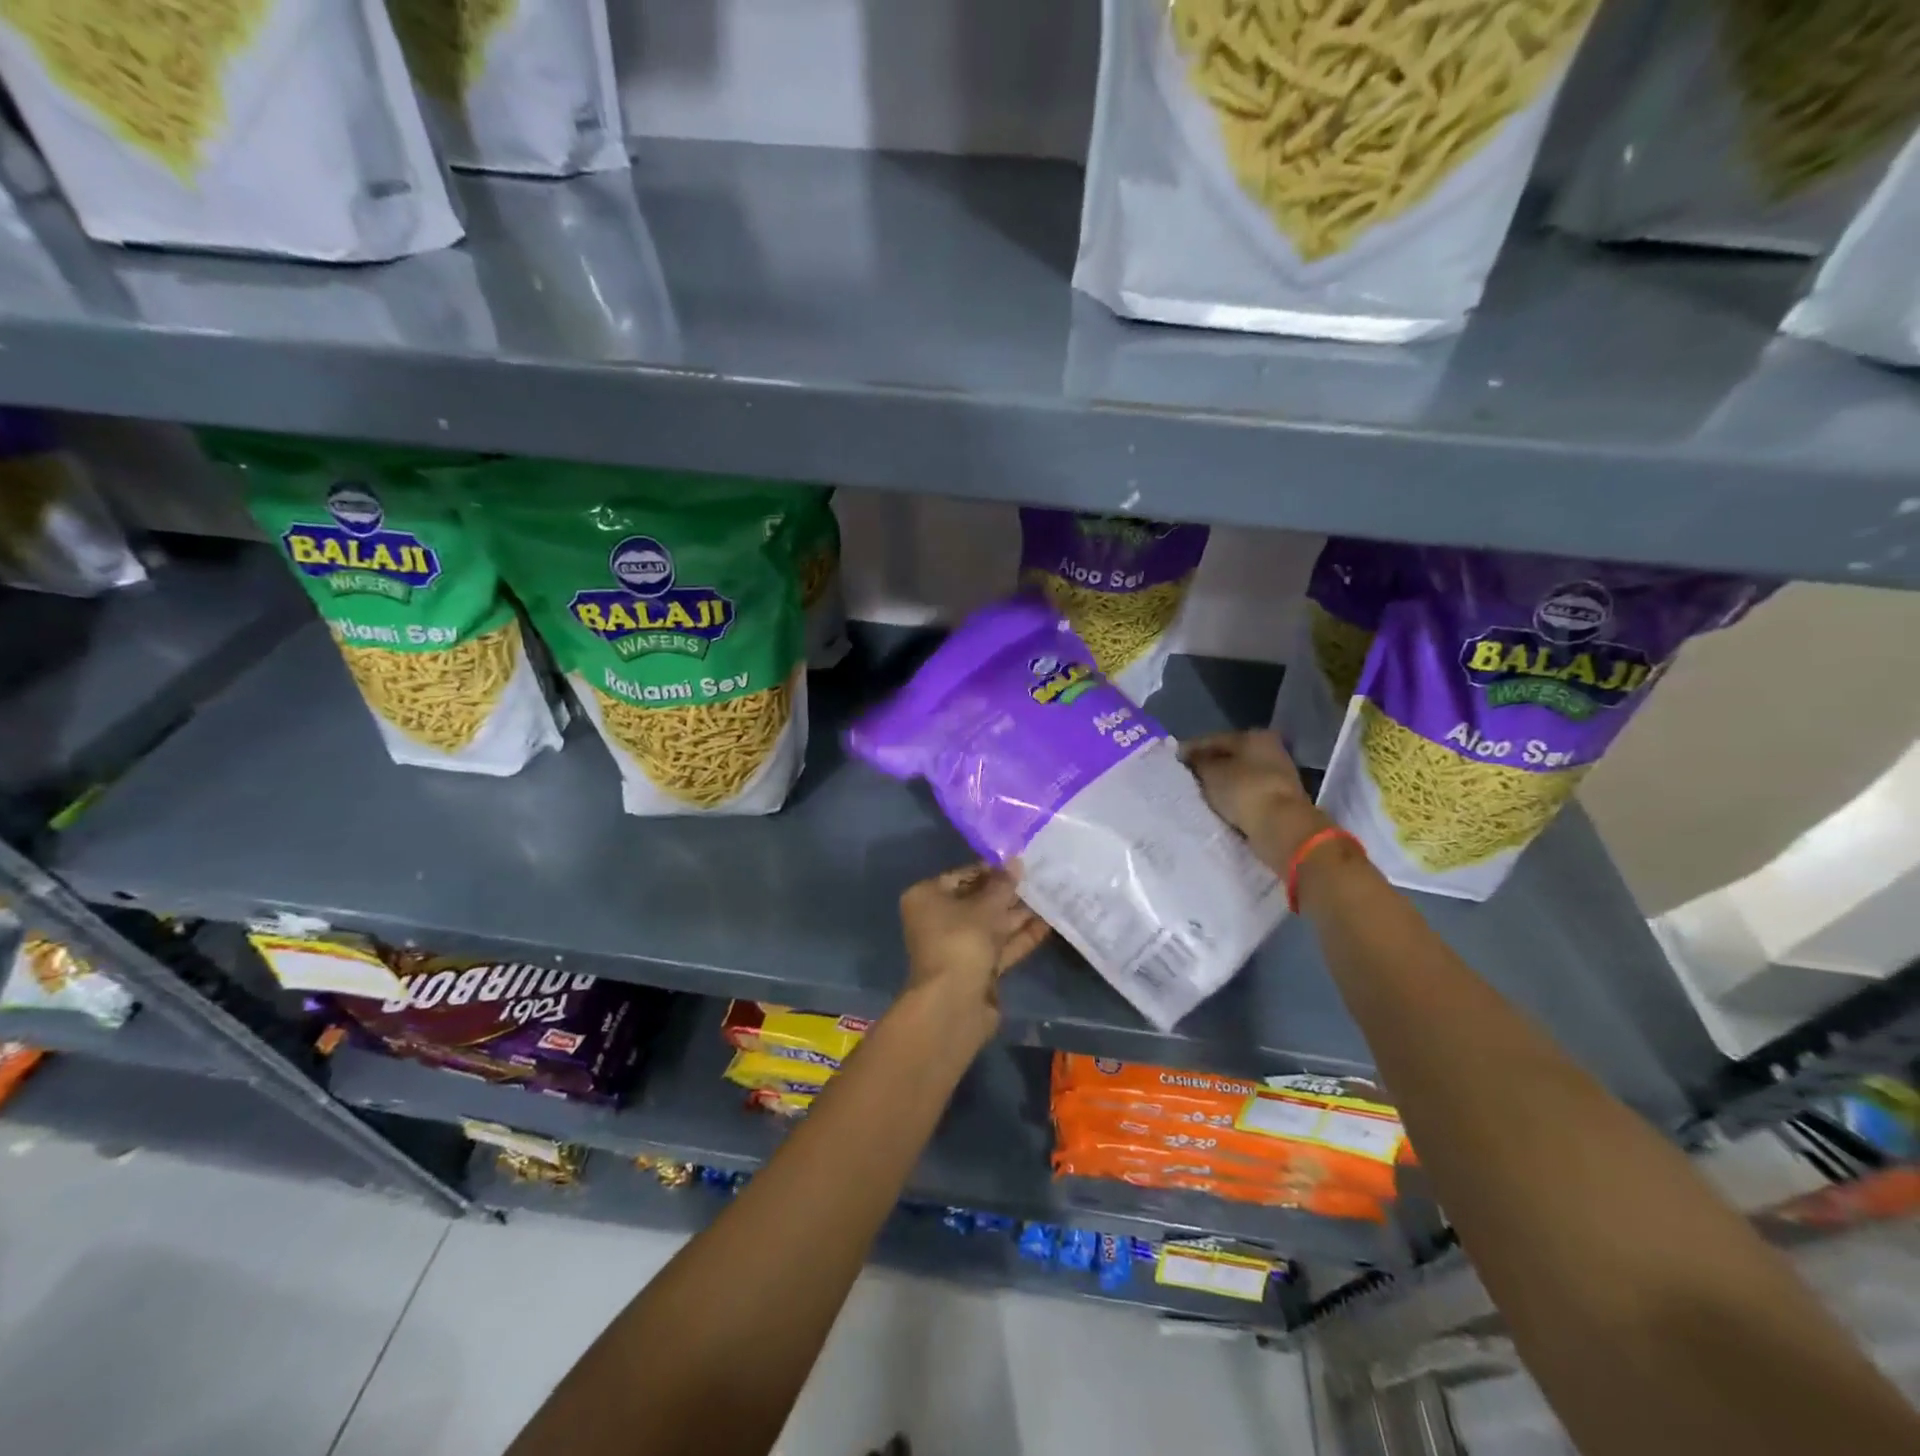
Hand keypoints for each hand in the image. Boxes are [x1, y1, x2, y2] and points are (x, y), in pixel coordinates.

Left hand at [898, 865, 1048, 1033]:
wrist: (954, 1004)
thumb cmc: (960, 941)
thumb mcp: (985, 907)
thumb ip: (1003, 884)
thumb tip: (1016, 861)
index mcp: (926, 898)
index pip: (961, 875)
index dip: (990, 870)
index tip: (1019, 864)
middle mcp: (937, 920)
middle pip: (977, 901)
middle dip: (1007, 893)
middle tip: (1039, 878)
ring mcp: (957, 947)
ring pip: (990, 925)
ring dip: (1017, 914)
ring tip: (1050, 897)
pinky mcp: (976, 970)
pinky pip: (999, 946)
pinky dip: (1019, 936)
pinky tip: (1047, 924)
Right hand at [1181, 729, 1330, 874]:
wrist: (1282, 827)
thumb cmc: (1244, 791)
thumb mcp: (1211, 773)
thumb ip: (1197, 762)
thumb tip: (1190, 757)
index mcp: (1253, 736)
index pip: (1213, 739)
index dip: (1190, 749)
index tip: (1172, 761)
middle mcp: (1269, 749)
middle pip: (1228, 757)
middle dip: (1206, 767)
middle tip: (1184, 778)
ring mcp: (1277, 775)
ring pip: (1238, 776)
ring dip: (1219, 783)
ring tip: (1197, 794)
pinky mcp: (1280, 798)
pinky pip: (1247, 793)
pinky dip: (1232, 797)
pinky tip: (1217, 804)